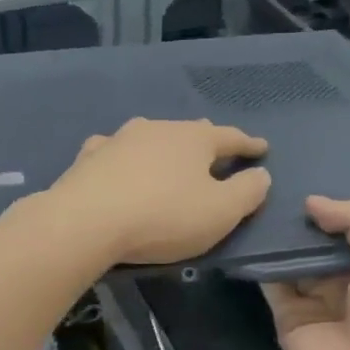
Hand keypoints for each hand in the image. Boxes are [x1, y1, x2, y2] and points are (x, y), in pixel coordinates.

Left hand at [46, 118, 271, 266]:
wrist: (86, 221)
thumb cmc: (163, 216)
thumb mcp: (220, 212)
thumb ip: (247, 192)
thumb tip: (260, 174)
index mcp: (194, 139)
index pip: (230, 137)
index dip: (248, 145)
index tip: (262, 148)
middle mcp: (157, 128)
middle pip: (189, 132)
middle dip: (206, 142)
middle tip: (217, 150)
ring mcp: (119, 139)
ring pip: (150, 138)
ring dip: (163, 148)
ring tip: (169, 158)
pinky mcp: (89, 157)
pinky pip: (115, 152)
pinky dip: (125, 158)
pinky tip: (118, 163)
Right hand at [261, 196, 349, 349]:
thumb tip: (313, 203)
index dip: (333, 209)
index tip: (304, 180)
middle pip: (319, 243)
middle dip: (301, 220)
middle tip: (269, 185)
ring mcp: (317, 302)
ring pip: (293, 260)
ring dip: (278, 237)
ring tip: (253, 200)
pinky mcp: (288, 319)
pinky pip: (271, 283)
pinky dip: (260, 261)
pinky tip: (246, 232)